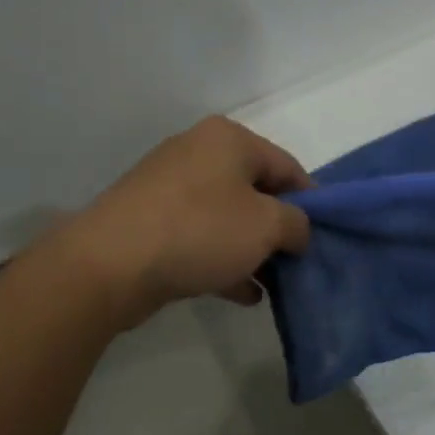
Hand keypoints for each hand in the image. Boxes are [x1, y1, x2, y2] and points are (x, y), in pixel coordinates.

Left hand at [55, 116, 312, 328]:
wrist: (110, 264)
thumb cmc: (200, 231)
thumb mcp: (266, 225)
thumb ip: (297, 224)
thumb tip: (298, 231)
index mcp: (228, 139)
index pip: (287, 166)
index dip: (312, 202)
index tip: (324, 237)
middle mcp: (198, 153)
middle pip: (256, 191)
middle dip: (279, 229)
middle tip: (299, 262)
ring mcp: (170, 189)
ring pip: (227, 218)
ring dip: (252, 251)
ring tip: (275, 284)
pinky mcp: (150, 222)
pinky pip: (200, 239)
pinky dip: (223, 261)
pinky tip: (244, 294)